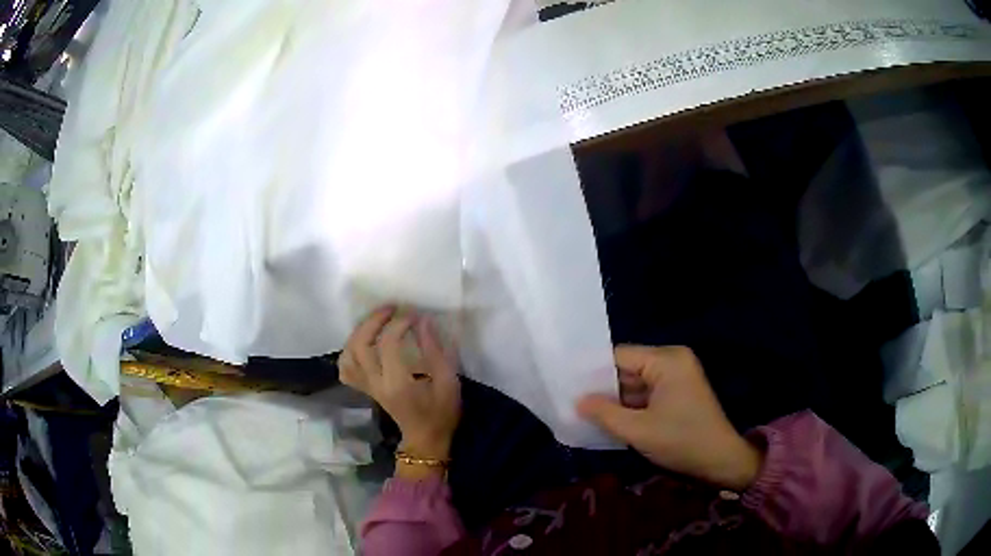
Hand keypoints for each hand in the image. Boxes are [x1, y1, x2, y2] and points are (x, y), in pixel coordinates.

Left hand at [339, 306, 460, 463]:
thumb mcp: (448, 383)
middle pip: (360, 346)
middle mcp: (377, 384)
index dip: (399, 324)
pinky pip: (346, 369)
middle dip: (373, 322)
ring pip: (348, 355)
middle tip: (391, 308)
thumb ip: (435, 351)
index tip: (414, 315)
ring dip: (359, 333)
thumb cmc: (442, 413)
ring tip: (377, 321)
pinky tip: (363, 342)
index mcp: (398, 384)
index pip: (388, 345)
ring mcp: (368, 387)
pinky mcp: (366, 389)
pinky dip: (349, 352)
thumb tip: (423, 320)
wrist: (426, 440)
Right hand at [577, 345, 763, 490]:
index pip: (620, 356)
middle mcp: (673, 359)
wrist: (720, 460)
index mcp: (667, 360)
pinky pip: (648, 392)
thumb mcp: (638, 430)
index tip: (567, 385)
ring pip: (636, 382)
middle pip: (628, 367)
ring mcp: (678, 375)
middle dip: (604, 387)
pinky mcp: (679, 391)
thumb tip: (577, 401)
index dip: (593, 371)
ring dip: (617, 398)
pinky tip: (610, 418)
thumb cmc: (681, 441)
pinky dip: (632, 405)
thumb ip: (605, 413)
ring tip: (585, 411)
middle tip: (572, 401)